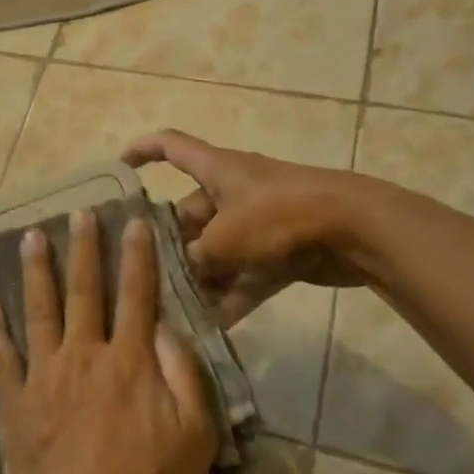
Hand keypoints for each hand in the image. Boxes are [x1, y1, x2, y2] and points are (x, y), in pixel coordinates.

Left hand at [0, 210, 218, 473]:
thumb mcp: (196, 434)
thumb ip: (184, 373)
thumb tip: (165, 325)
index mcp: (129, 360)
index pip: (136, 295)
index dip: (137, 256)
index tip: (133, 220)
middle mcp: (84, 354)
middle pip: (84, 290)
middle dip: (84, 248)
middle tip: (79, 212)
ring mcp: (45, 375)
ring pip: (39, 310)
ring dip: (36, 270)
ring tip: (30, 236)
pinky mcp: (16, 400)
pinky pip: (0, 357)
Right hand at [123, 129, 380, 325]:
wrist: (355, 229)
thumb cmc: (279, 216)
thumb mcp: (226, 237)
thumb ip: (197, 256)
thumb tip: (185, 269)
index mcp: (216, 170)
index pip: (171, 146)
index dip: (143, 151)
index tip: (119, 167)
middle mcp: (233, 192)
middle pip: (190, 214)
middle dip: (171, 246)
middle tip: (146, 277)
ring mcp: (258, 223)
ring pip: (218, 250)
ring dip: (201, 278)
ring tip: (174, 309)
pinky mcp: (280, 252)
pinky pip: (246, 275)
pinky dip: (232, 297)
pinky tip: (212, 327)